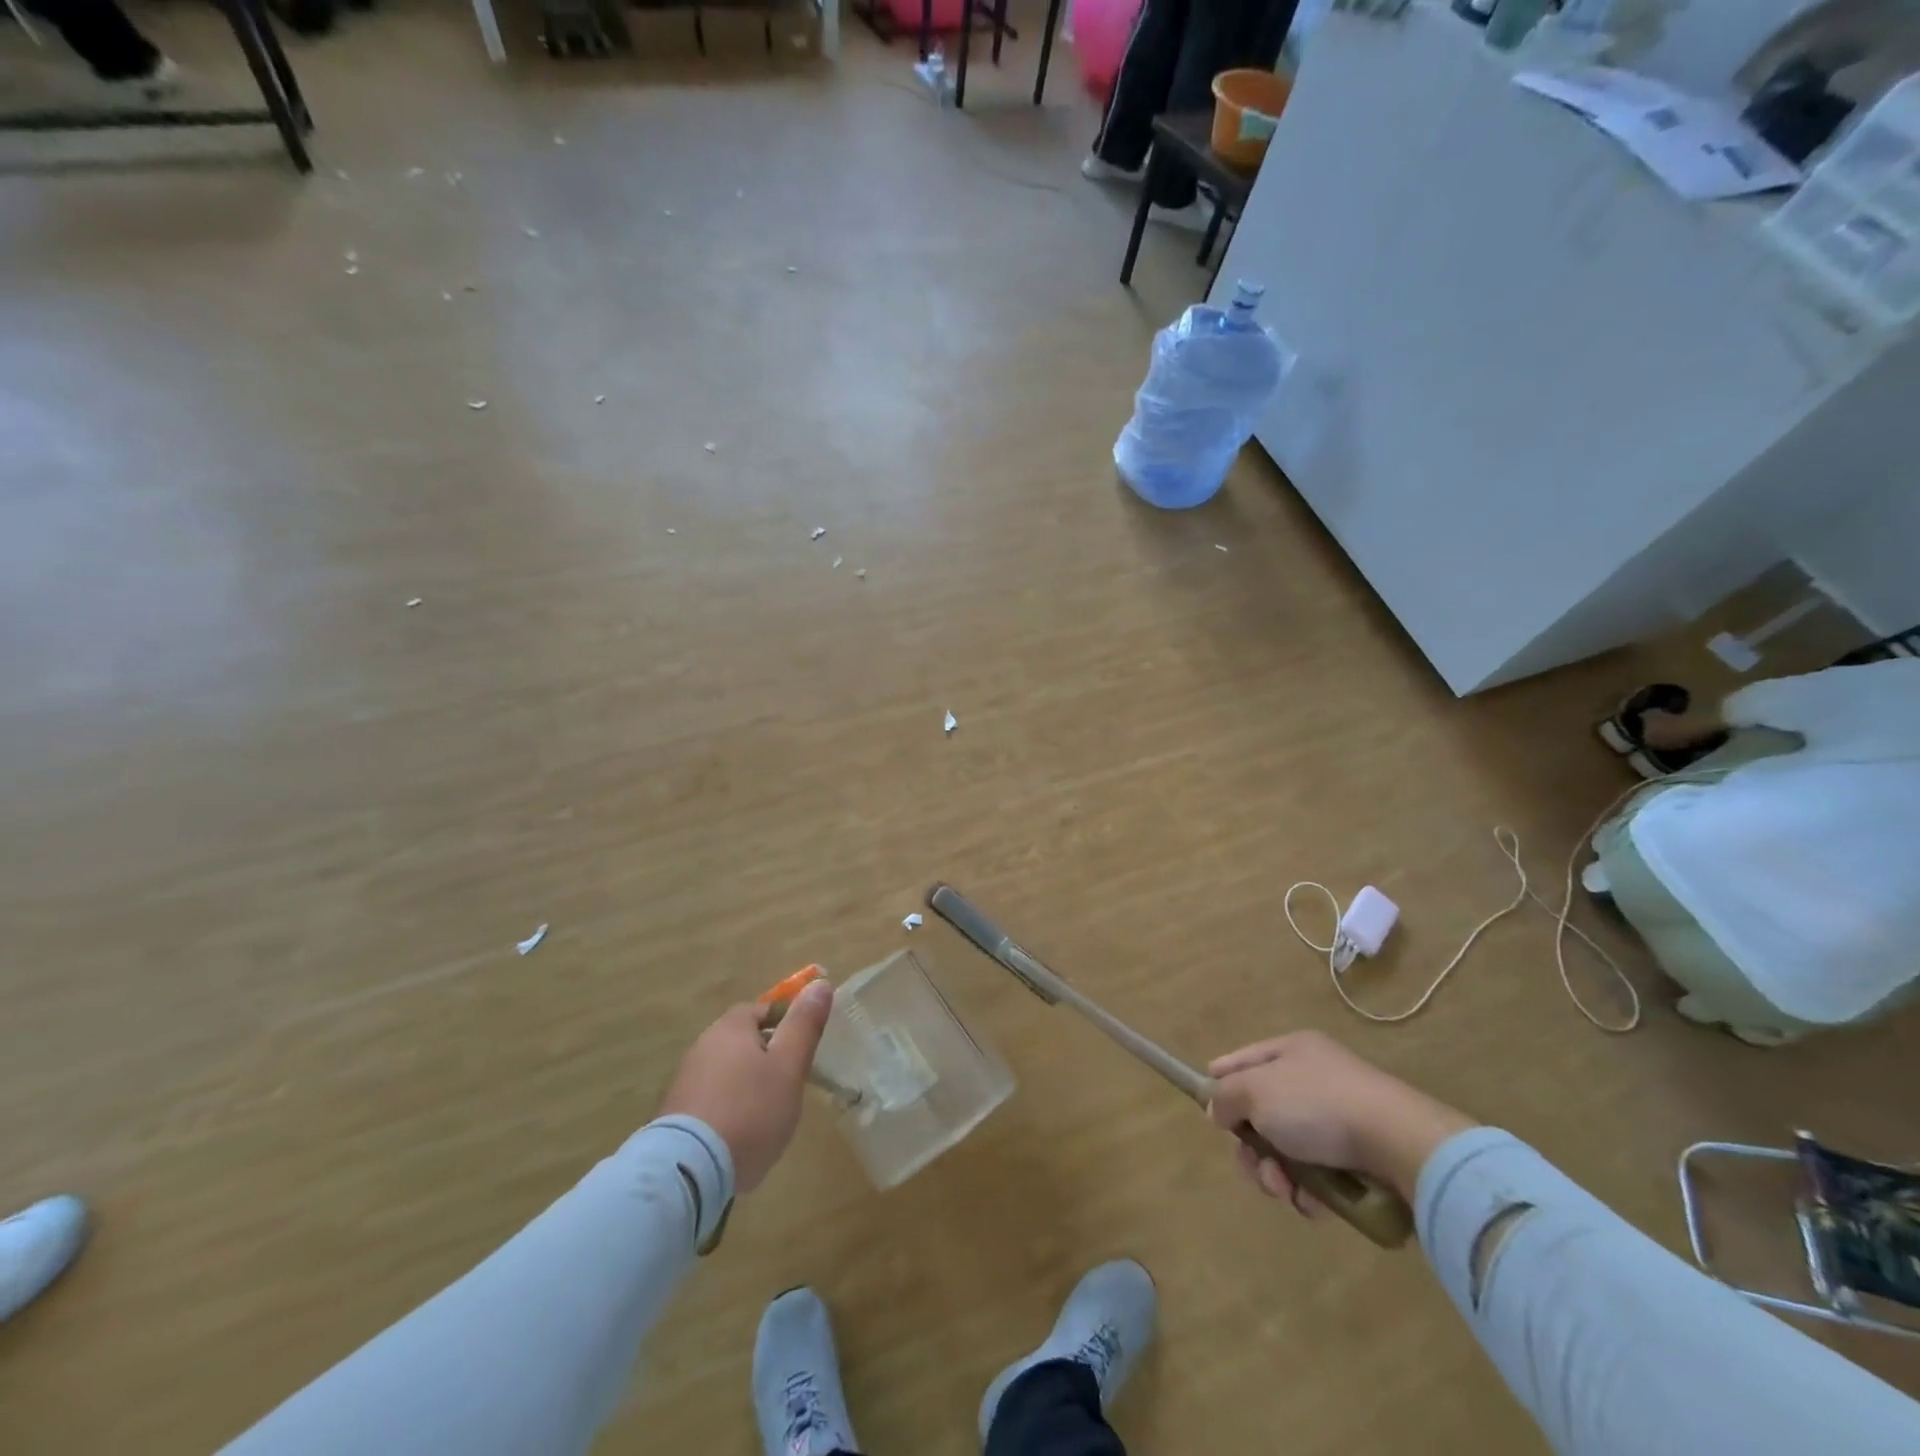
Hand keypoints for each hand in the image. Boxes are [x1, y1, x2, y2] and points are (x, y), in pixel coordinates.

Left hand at [657, 978, 833, 1193]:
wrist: (688, 1171)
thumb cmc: (750, 1110)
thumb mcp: (789, 1066)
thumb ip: (804, 1025)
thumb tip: (820, 983)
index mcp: (730, 1027)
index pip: (763, 1011)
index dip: (786, 1026)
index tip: (801, 1053)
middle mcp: (702, 1045)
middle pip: (743, 1042)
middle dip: (766, 1060)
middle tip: (789, 1086)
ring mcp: (684, 1081)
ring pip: (727, 1073)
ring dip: (746, 1087)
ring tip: (766, 1118)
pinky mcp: (674, 1115)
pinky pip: (711, 1101)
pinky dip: (727, 1111)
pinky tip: (738, 1138)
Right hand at [1206, 1031, 1475, 1214]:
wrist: (1401, 1145)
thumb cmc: (1318, 1105)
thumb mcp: (1255, 1091)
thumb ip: (1225, 1097)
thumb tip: (1217, 1110)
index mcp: (1291, 1051)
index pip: (1243, 1060)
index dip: (1220, 1081)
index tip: (1207, 1110)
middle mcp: (1314, 1079)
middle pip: (1262, 1113)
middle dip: (1251, 1147)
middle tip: (1256, 1167)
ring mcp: (1339, 1119)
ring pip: (1287, 1150)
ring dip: (1277, 1174)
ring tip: (1287, 1190)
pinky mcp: (1360, 1159)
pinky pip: (1318, 1175)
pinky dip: (1310, 1192)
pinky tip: (1314, 1202)